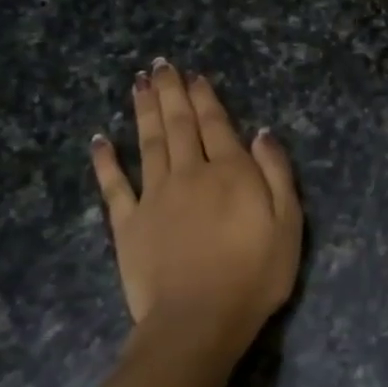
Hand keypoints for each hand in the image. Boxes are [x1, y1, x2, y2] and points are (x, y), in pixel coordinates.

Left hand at [90, 62, 301, 358]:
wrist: (198, 321)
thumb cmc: (254, 276)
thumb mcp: (288, 225)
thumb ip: (277, 175)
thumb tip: (262, 133)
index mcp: (230, 173)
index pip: (216, 125)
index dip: (205, 98)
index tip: (194, 75)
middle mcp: (189, 174)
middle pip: (179, 125)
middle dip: (171, 92)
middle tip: (161, 65)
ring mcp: (154, 197)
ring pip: (148, 142)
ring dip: (143, 110)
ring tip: (138, 83)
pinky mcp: (127, 223)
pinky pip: (114, 185)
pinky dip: (105, 160)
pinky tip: (99, 139)